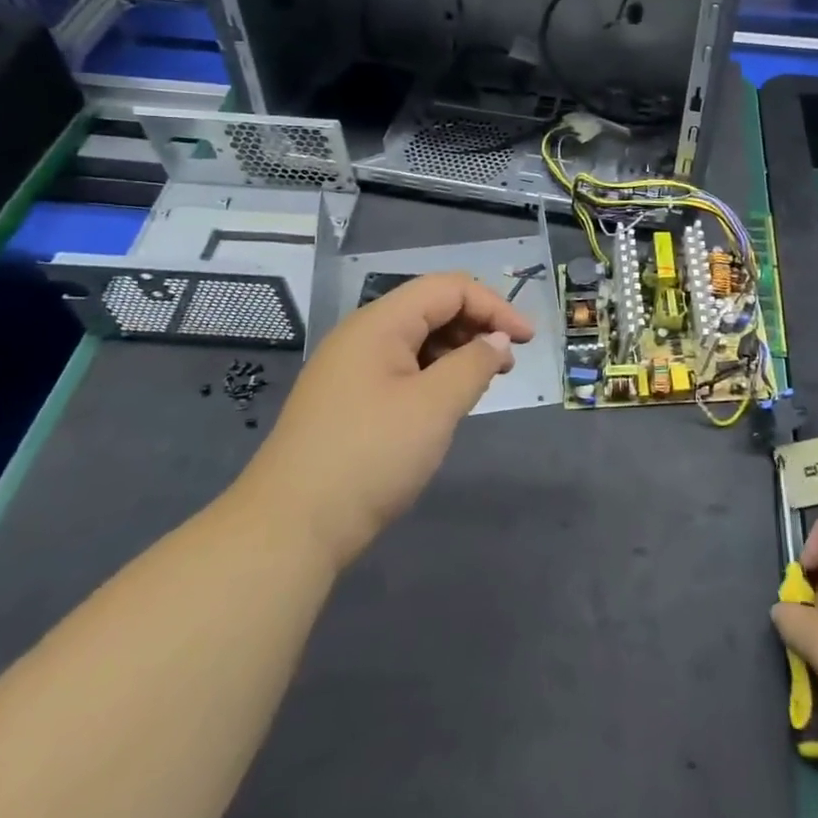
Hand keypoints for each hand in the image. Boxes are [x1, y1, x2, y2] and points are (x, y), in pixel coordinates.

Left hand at [241, 273, 534, 573]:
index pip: (449, 288)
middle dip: (477, 326)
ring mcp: (350, 368)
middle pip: (431, 308)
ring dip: (456, 351)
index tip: (527, 340)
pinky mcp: (347, 400)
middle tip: (508, 363)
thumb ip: (474, 363)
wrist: (290, 529)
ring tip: (483, 383)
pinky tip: (446, 403)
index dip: (494, 306)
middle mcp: (362, 335)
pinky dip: (433, 374)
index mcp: (380, 322)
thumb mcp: (435, 406)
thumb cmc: (370, 456)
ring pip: (416, 339)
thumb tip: (497, 340)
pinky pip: (401, 368)